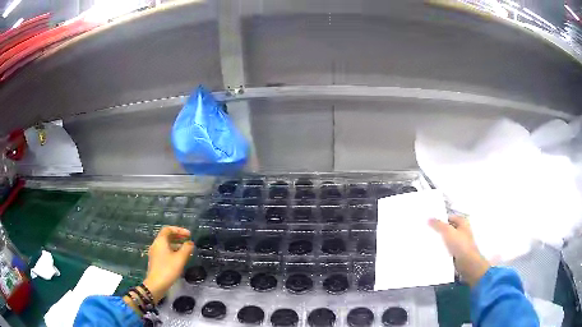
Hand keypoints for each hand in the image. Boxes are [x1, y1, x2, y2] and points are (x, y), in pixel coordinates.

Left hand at [143, 226, 193, 302]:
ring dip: (176, 244)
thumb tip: (190, 243)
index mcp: (160, 241)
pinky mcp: (155, 261)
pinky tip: (179, 258)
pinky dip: (172, 250)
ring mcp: (154, 253)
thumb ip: (186, 249)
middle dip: (178, 236)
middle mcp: (156, 245)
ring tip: (186, 249)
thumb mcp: (180, 259)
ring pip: (165, 244)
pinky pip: (164, 251)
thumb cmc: (168, 269)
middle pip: (166, 236)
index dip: (179, 230)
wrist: (156, 284)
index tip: (189, 235)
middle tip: (188, 240)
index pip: (168, 229)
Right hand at [429, 216, 489, 286]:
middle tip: (427, 231)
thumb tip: (429, 218)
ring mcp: (460, 242)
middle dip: (439, 230)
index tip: (430, 222)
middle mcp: (462, 230)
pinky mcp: (458, 252)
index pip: (449, 217)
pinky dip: (442, 249)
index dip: (440, 219)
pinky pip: (448, 248)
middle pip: (448, 228)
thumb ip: (438, 224)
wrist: (467, 262)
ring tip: (428, 241)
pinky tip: (434, 251)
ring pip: (447, 239)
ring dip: (440, 241)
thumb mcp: (448, 231)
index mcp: (463, 222)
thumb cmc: (460, 244)